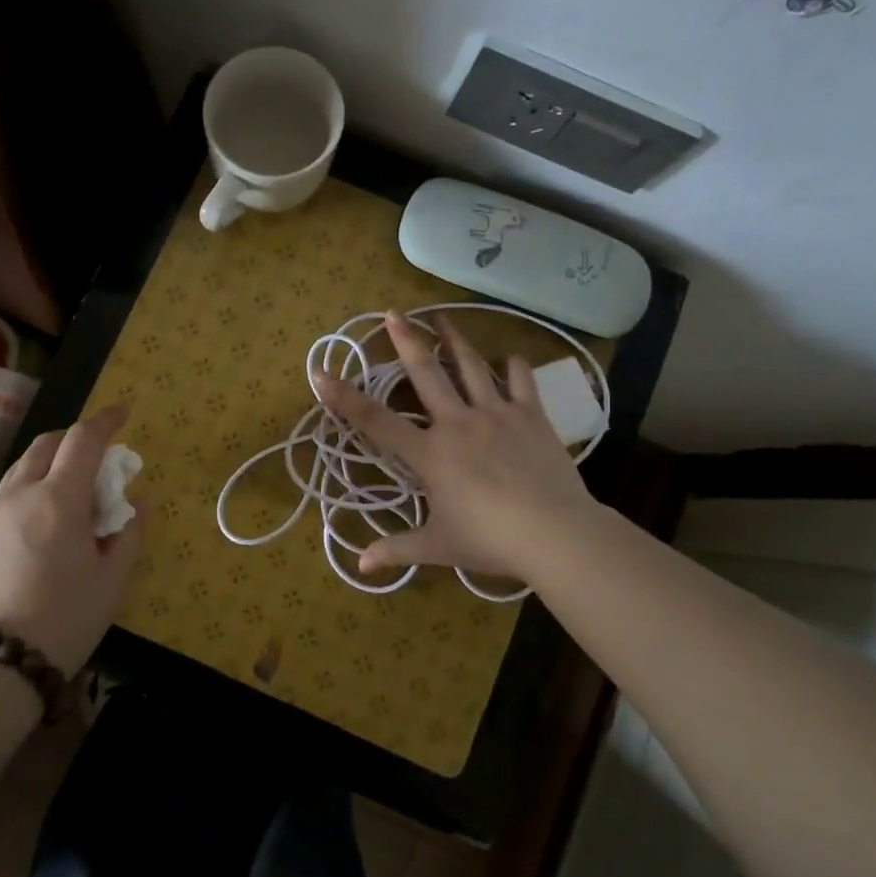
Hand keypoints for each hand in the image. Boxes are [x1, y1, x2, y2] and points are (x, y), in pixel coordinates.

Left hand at [0, 405, 143, 673]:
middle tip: (98, 456)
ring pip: (22, 467)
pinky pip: (8, 494)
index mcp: (59, 499)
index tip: (124, 413)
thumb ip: (129, 532)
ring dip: (50, 461)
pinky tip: (44, 520)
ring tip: (71, 487)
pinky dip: (32, 487)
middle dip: (75, 438)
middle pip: (46, 444)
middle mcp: (21, 494)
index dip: (106, 420)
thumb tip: (137, 501)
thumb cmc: (66, 618)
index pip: (83, 440)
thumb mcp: (112, 578)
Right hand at [311, 313, 598, 585]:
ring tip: (442, 317)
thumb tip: (359, 564)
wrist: (555, 534)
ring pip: (470, 366)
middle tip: (394, 312)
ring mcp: (496, 413)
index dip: (344, 397)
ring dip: (454, 339)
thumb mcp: (438, 547)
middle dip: (406, 340)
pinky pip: (520, 381)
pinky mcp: (531, 415)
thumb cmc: (490, 541)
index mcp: (430, 454)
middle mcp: (457, 423)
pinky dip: (514, 366)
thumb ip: (397, 549)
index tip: (320, 372)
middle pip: (426, 373)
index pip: (376, 422)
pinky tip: (510, 357)